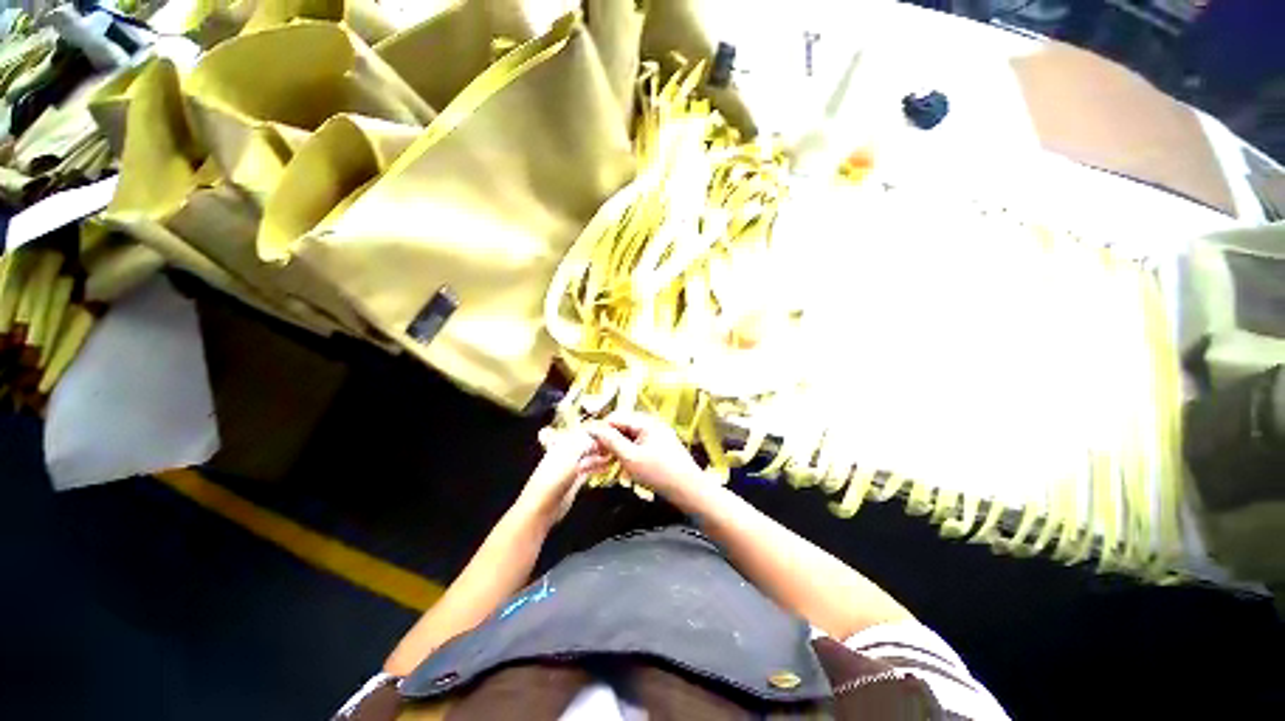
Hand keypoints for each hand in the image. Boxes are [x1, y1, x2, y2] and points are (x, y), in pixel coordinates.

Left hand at [519, 427, 606, 521]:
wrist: (543, 505)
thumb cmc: (554, 477)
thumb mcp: (571, 453)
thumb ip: (585, 441)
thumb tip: (597, 434)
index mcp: (562, 443)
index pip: (581, 432)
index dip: (595, 431)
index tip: (610, 431)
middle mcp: (566, 453)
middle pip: (586, 444)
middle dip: (599, 443)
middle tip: (614, 443)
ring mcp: (570, 467)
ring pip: (588, 457)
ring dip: (600, 455)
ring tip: (614, 454)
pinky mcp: (574, 481)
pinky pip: (589, 470)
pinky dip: (598, 467)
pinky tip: (607, 466)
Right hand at [584, 412, 705, 502]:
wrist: (690, 491)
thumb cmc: (661, 474)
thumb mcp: (630, 458)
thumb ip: (610, 441)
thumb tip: (594, 428)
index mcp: (645, 422)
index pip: (615, 418)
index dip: (601, 431)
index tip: (590, 448)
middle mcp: (651, 425)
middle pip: (621, 428)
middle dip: (607, 444)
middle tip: (596, 461)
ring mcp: (657, 436)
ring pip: (628, 440)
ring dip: (616, 452)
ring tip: (605, 468)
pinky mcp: (660, 449)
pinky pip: (638, 448)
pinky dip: (628, 457)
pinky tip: (624, 471)